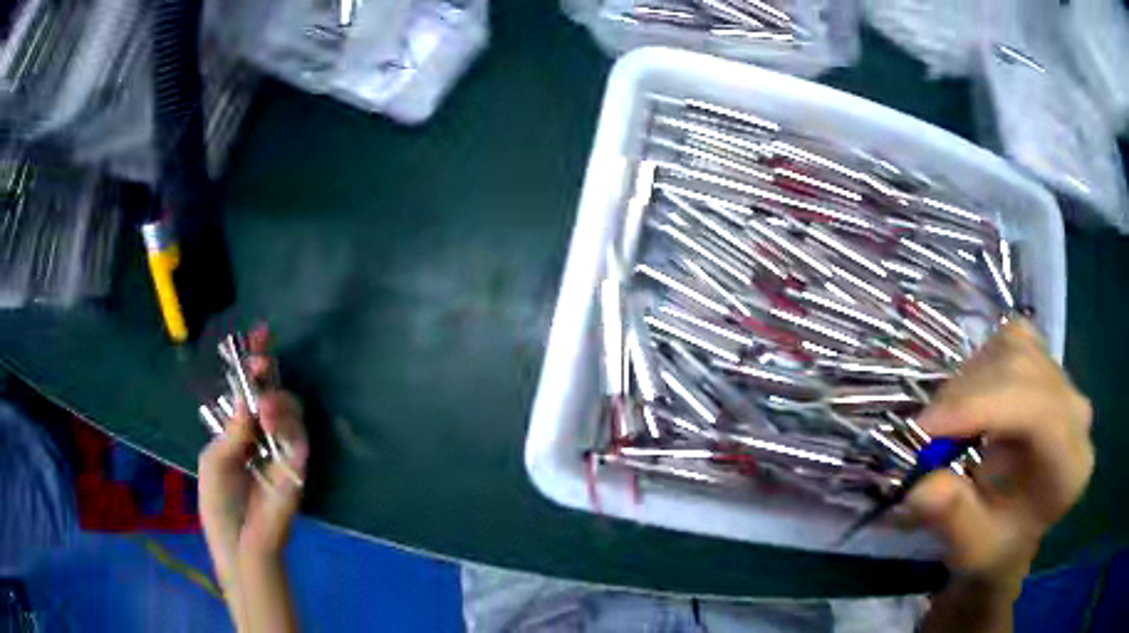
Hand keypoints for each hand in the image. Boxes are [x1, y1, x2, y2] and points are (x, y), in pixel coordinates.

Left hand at [198, 327, 306, 631]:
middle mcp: (261, 437)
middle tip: (261, 361)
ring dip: (277, 398)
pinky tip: (268, 418)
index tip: (256, 335)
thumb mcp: (214, 462)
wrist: (239, 545)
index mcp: (238, 434)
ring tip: (262, 404)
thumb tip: (248, 398)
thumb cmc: (219, 506)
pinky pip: (299, 436)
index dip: (252, 365)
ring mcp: (281, 452)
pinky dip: (287, 421)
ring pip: (290, 410)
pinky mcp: (297, 467)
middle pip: (271, 394)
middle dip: (268, 371)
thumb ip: (232, 431)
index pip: (248, 392)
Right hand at [909, 320, 1092, 630]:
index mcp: (1071, 467)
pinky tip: (972, 400)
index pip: (1039, 410)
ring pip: (1016, 347)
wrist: (1016, 531)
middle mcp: (1077, 413)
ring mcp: (1066, 382)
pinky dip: (983, 364)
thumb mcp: (972, 549)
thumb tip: (921, 487)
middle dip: (967, 394)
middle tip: (924, 432)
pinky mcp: (1049, 365)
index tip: (924, 429)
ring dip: (971, 380)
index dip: (982, 407)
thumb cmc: (997, 546)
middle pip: (1024, 369)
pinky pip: (1014, 341)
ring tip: (948, 422)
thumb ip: (954, 520)